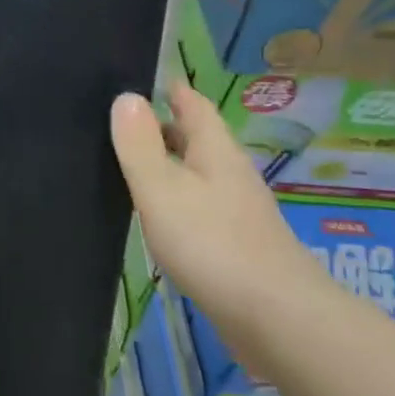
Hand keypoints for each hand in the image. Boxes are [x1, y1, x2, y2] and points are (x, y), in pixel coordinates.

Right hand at [108, 82, 327, 340]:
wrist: (276, 317)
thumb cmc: (212, 243)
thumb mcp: (161, 188)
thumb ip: (139, 144)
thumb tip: (126, 97)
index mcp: (215, 150)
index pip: (192, 103)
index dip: (168, 88)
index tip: (137, 78)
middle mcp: (230, 172)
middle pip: (196, 138)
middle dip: (163, 126)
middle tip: (118, 123)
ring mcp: (238, 210)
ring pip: (197, 173)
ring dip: (168, 165)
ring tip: (129, 166)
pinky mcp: (237, 244)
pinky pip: (200, 206)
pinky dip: (176, 200)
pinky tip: (158, 217)